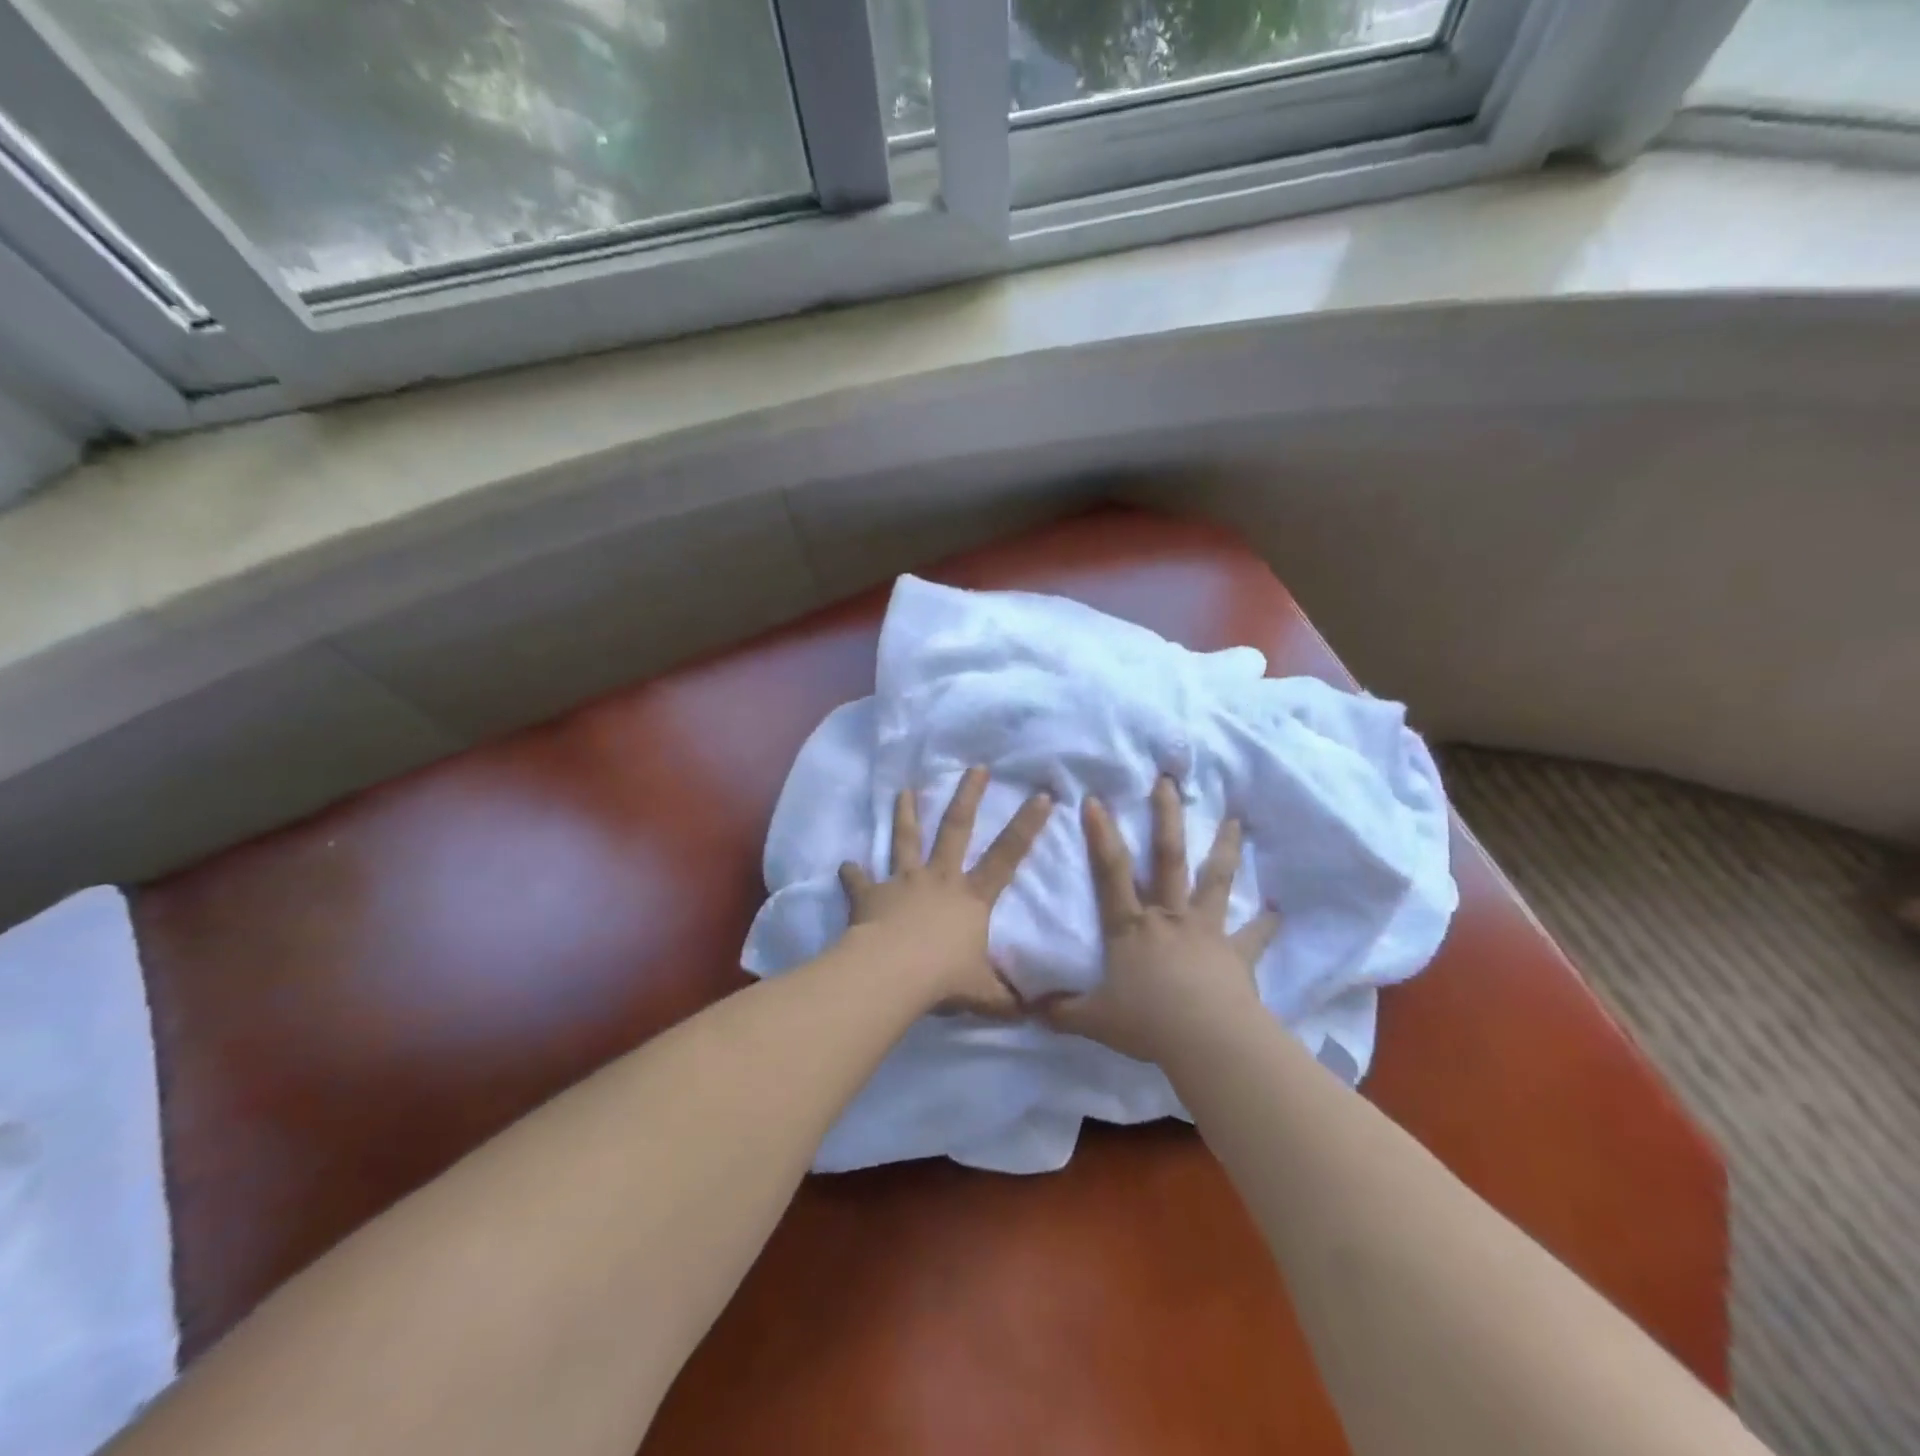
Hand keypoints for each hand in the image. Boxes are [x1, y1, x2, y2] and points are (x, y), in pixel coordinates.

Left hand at [839, 766, 1052, 1015]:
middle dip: (968, 796)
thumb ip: (1007, 999)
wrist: (891, 975)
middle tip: (975, 768)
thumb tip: (1035, 1013)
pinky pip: (859, 880)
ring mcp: (903, 882)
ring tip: (904, 791)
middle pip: (956, 828)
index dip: (1027, 826)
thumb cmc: (943, 979)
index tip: (1041, 796)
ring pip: (906, 840)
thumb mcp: (985, 994)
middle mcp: (939, 879)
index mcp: (971, 897)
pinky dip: (852, 873)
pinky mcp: (870, 895)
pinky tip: (845, 865)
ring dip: (906, 814)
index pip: (1007, 855)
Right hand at [1042, 776, 1277, 1063]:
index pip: (1111, 872)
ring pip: (1214, 881)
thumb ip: (1061, 1011)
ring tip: (1234, 821)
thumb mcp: (1093, 1020)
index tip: (1096, 799)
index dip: (1101, 835)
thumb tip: (1029, 1008)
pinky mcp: (1237, 954)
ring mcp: (1206, 931)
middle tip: (1169, 782)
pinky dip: (1266, 924)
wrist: (1208, 1042)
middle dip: (1166, 817)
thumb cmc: (1147, 1024)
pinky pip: (1254, 936)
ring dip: (1225, 849)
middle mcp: (1169, 917)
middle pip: (1167, 858)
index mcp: (1131, 927)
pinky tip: (1278, 911)